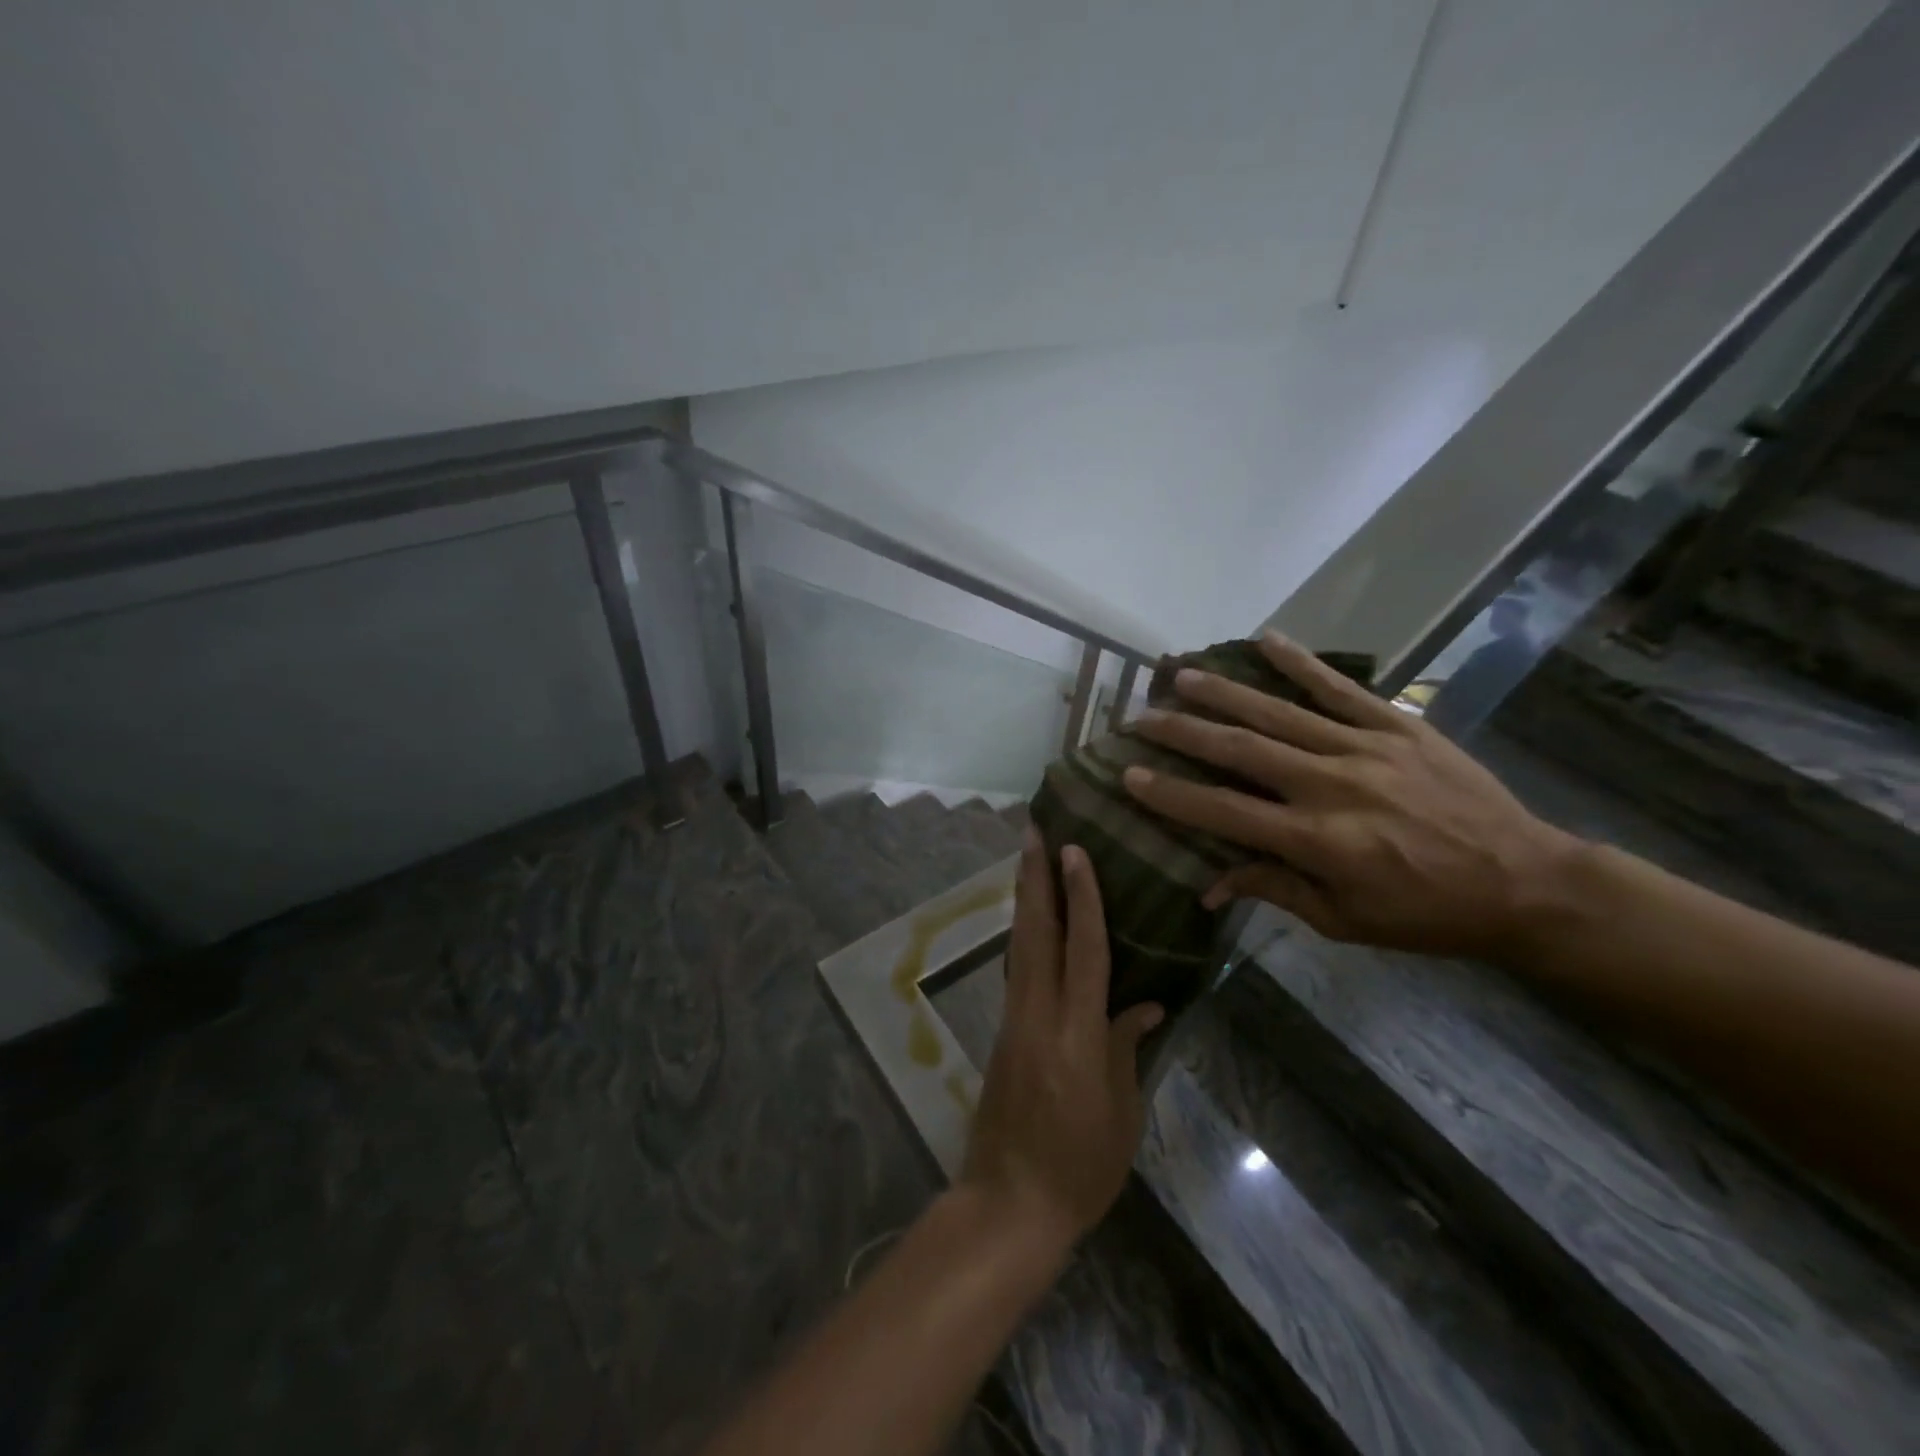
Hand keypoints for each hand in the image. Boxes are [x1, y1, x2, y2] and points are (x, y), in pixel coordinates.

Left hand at [961, 834, 1164, 1251]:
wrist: (1010, 1202)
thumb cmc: (1080, 1166)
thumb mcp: (1121, 1113)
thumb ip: (1127, 1048)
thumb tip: (1145, 1004)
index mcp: (1077, 1032)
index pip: (1082, 948)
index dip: (1081, 896)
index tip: (1074, 851)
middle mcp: (1039, 1013)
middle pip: (1035, 931)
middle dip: (1034, 877)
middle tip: (1032, 831)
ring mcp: (1014, 1020)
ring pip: (1019, 945)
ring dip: (1024, 897)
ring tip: (1027, 858)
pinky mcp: (1003, 1032)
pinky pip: (1016, 969)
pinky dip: (1023, 934)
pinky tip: (1030, 920)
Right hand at [1121, 631, 1583, 962]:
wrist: (1527, 882)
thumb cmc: (1426, 914)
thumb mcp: (1344, 921)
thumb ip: (1274, 889)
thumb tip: (1209, 884)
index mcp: (1318, 841)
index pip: (1225, 812)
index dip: (1173, 795)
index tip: (1130, 775)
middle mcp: (1332, 786)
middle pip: (1241, 751)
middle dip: (1183, 733)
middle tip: (1140, 717)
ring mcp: (1365, 749)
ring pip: (1278, 713)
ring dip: (1223, 692)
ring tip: (1179, 675)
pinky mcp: (1398, 726)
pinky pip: (1340, 688)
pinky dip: (1300, 662)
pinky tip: (1265, 639)